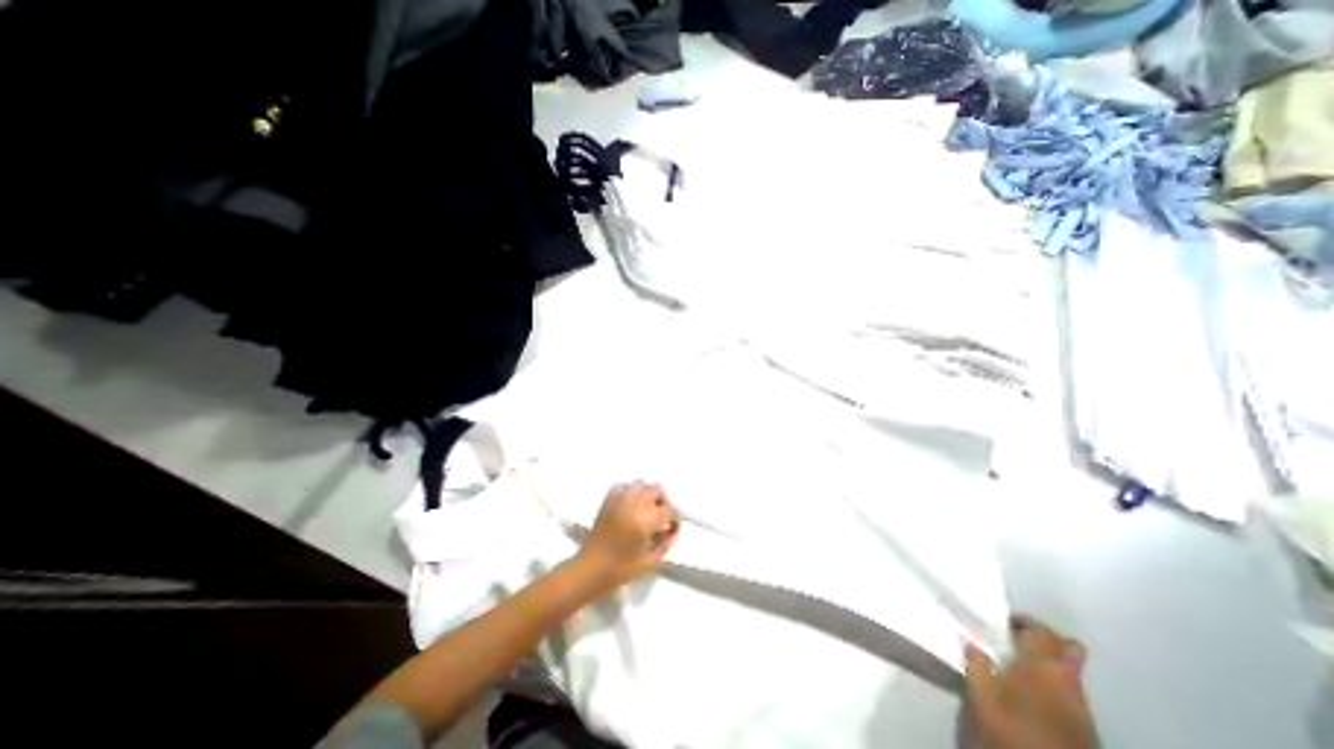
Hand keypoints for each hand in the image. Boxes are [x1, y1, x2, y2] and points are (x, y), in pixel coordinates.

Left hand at [573, 481, 677, 589]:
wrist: (588, 570)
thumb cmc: (620, 570)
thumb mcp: (650, 562)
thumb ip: (665, 544)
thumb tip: (672, 531)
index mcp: (646, 520)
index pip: (669, 509)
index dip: (675, 519)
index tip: (673, 528)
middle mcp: (634, 504)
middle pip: (657, 490)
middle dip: (663, 502)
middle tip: (662, 518)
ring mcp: (619, 499)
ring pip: (641, 484)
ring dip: (648, 494)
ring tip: (646, 510)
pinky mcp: (608, 500)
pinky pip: (624, 486)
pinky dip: (631, 491)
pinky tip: (631, 504)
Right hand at [967, 613, 1098, 748]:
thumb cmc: (1015, 728)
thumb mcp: (983, 695)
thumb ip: (975, 665)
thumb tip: (970, 642)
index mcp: (1040, 664)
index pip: (1041, 631)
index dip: (1024, 621)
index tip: (1002, 623)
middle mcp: (1066, 678)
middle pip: (1067, 647)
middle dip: (1045, 637)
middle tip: (1018, 638)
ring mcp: (1081, 703)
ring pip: (1070, 669)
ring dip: (1050, 661)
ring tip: (1022, 666)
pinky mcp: (1087, 724)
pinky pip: (1072, 690)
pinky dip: (1055, 683)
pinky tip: (1035, 692)